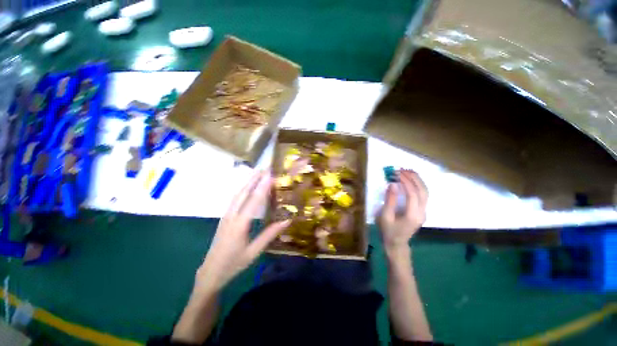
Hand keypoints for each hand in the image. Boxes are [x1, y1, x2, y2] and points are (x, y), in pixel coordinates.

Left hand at [196, 171, 289, 292]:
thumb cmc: (234, 264)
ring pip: (237, 194)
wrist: (210, 273)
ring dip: (247, 182)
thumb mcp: (254, 252)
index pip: (254, 200)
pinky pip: (234, 199)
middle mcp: (232, 216)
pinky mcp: (224, 217)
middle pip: (243, 192)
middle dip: (254, 179)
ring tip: (256, 173)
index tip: (270, 175)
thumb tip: (287, 220)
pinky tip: (246, 186)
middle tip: (264, 168)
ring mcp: (226, 216)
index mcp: (240, 224)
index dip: (263, 186)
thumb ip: (270, 234)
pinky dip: (242, 189)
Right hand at [377, 169, 427, 255]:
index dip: (405, 181)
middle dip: (414, 178)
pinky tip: (412, 180)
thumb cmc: (388, 231)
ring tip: (408, 171)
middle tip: (403, 169)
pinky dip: (418, 185)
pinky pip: (423, 195)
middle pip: (423, 191)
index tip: (396, 173)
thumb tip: (393, 184)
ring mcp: (424, 212)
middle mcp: (422, 212)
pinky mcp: (422, 211)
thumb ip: (389, 200)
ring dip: (418, 180)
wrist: (397, 244)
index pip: (412, 194)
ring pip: (425, 192)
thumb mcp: (385, 216)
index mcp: (412, 215)